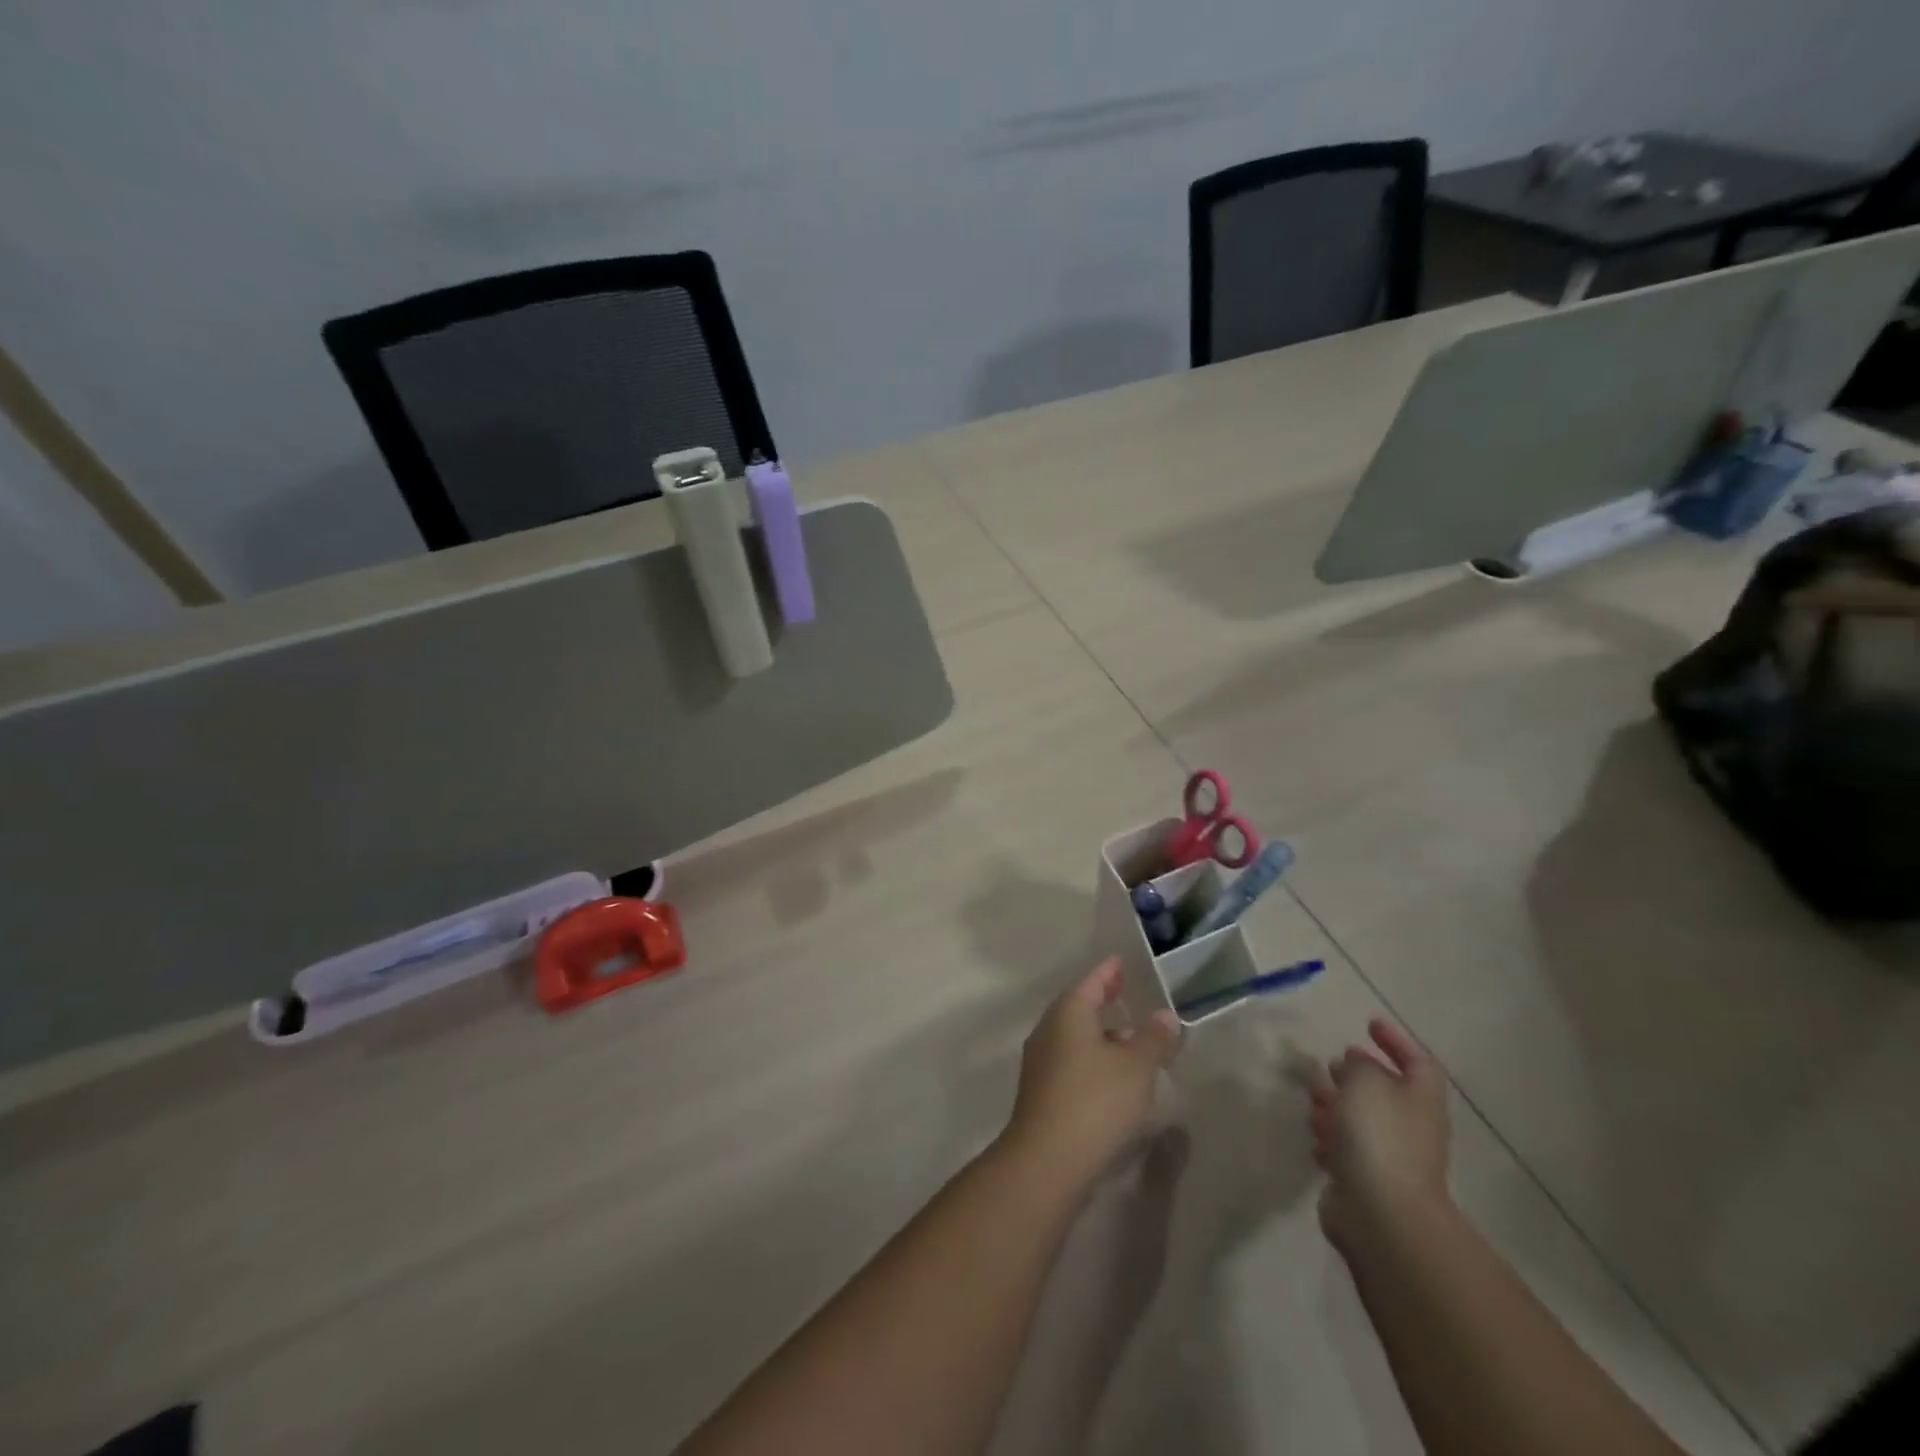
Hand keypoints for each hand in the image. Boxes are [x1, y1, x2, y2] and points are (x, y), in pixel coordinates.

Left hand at [1004, 958, 1180, 1185]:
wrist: (1047, 1159)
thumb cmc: (1095, 1100)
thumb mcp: (1136, 1067)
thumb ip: (1153, 1038)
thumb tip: (1165, 1015)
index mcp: (1069, 1013)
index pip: (1091, 982)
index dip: (1108, 972)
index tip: (1120, 962)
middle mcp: (1049, 1030)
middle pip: (1079, 1006)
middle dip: (1103, 999)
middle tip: (1125, 991)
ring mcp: (1042, 1062)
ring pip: (1075, 1036)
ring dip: (1101, 1033)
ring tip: (1130, 1037)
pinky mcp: (1042, 1091)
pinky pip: (1072, 1060)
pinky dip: (1093, 1057)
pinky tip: (1113, 1075)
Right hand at [1310, 1018, 1450, 1252]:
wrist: (1380, 1213)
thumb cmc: (1378, 1136)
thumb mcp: (1364, 1081)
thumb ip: (1359, 1065)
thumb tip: (1355, 1064)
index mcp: (1420, 1099)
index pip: (1418, 1062)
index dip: (1396, 1041)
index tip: (1369, 1024)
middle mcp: (1411, 1126)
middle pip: (1385, 1091)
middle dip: (1355, 1076)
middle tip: (1329, 1065)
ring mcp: (1390, 1157)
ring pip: (1361, 1120)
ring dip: (1336, 1105)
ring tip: (1312, 1097)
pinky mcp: (1365, 1180)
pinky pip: (1346, 1149)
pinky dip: (1330, 1138)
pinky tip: (1314, 1137)